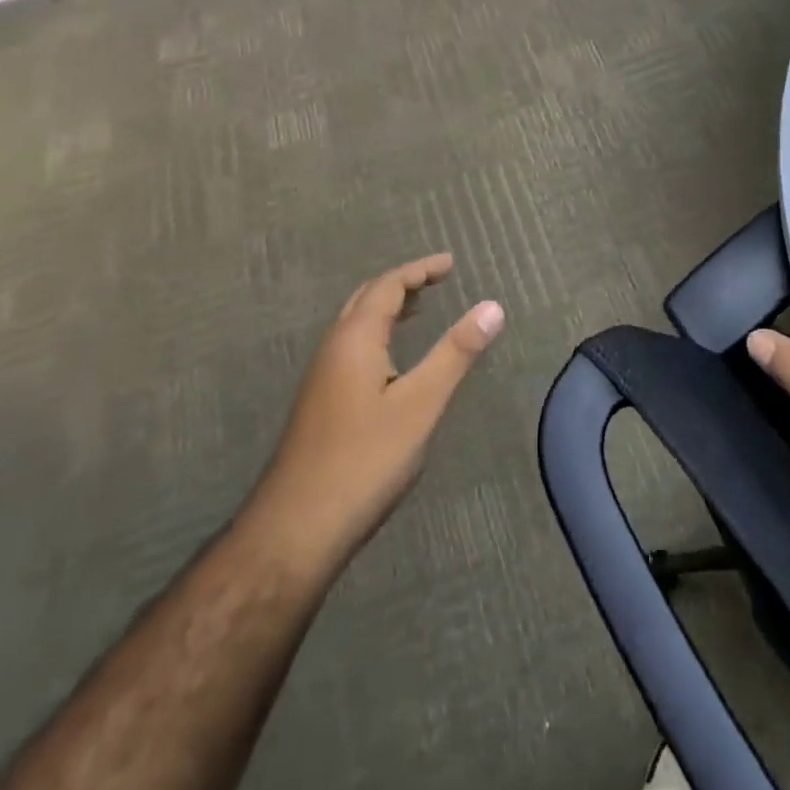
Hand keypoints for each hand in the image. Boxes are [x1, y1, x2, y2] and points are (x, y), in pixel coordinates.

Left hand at [253, 254, 503, 567]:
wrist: (298, 525)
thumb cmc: (365, 459)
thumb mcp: (421, 403)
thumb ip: (455, 353)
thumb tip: (492, 306)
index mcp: (354, 339)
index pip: (388, 286)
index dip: (420, 270)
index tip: (451, 264)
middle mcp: (333, 348)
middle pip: (366, 298)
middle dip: (402, 284)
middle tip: (438, 280)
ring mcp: (322, 377)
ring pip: (355, 325)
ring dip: (387, 309)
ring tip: (420, 310)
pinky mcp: (321, 402)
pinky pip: (352, 348)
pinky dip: (378, 335)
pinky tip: (393, 362)